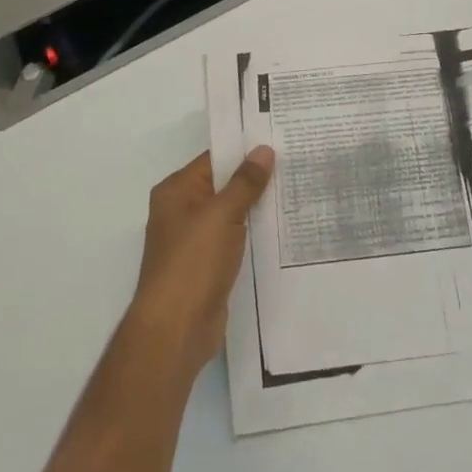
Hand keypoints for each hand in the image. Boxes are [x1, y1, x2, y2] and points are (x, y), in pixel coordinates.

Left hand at [125, 146, 274, 377]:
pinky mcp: (207, 265)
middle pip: (223, 185)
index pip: (214, 159)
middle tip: (294, 163)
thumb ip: (245, 182)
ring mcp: (194, 240)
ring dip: (257, 206)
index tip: (278, 141)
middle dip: (255, 178)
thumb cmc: (192, 263)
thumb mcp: (221, 215)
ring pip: (230, 213)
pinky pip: (234, 238)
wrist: (176, 330)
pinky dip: (253, 233)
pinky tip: (282, 229)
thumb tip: (263, 149)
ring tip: (295, 190)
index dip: (244, 150)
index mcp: (176, 191)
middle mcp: (182, 210)